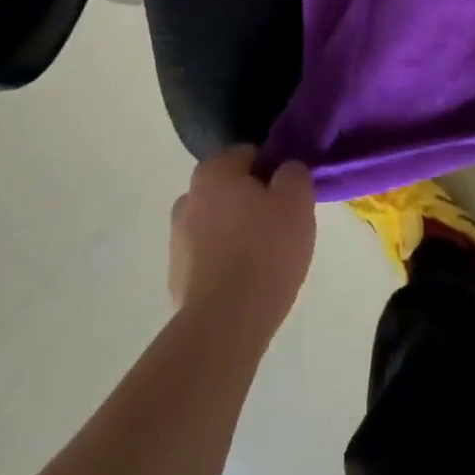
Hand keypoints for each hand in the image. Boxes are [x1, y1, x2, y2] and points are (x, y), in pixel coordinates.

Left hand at [169, 147, 315, 345]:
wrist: (226, 321)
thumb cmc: (265, 249)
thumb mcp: (297, 200)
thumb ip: (294, 173)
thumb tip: (285, 170)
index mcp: (212, 172)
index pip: (249, 154)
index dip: (274, 169)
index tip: (291, 193)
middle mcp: (187, 198)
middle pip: (231, 189)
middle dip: (254, 201)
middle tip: (283, 224)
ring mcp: (177, 240)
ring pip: (218, 223)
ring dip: (238, 232)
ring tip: (267, 258)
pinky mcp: (177, 277)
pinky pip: (210, 257)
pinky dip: (226, 262)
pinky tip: (248, 281)